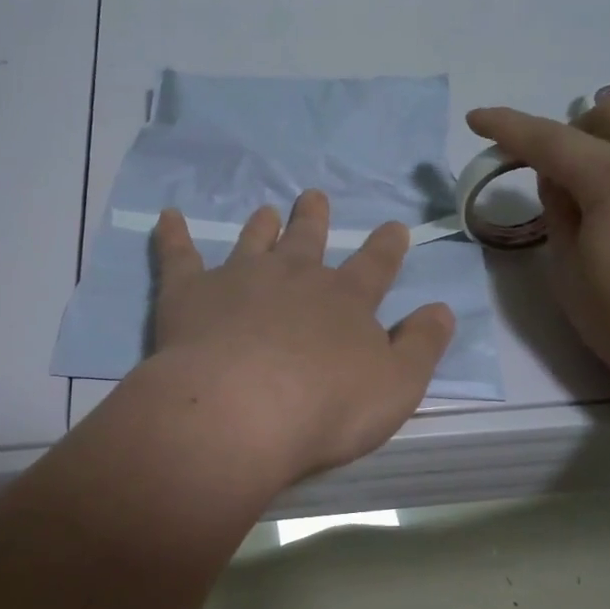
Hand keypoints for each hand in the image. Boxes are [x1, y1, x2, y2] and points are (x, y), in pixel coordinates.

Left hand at [145, 191, 454, 482]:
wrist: (240, 411)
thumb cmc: (325, 408)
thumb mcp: (396, 386)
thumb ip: (421, 347)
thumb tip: (441, 310)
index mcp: (345, 299)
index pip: (375, 265)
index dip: (386, 246)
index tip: (393, 226)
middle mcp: (293, 277)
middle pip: (307, 240)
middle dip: (314, 219)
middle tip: (313, 197)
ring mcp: (239, 279)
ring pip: (253, 241)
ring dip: (261, 225)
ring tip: (265, 210)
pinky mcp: (189, 293)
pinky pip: (178, 256)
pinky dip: (173, 235)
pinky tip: (167, 216)